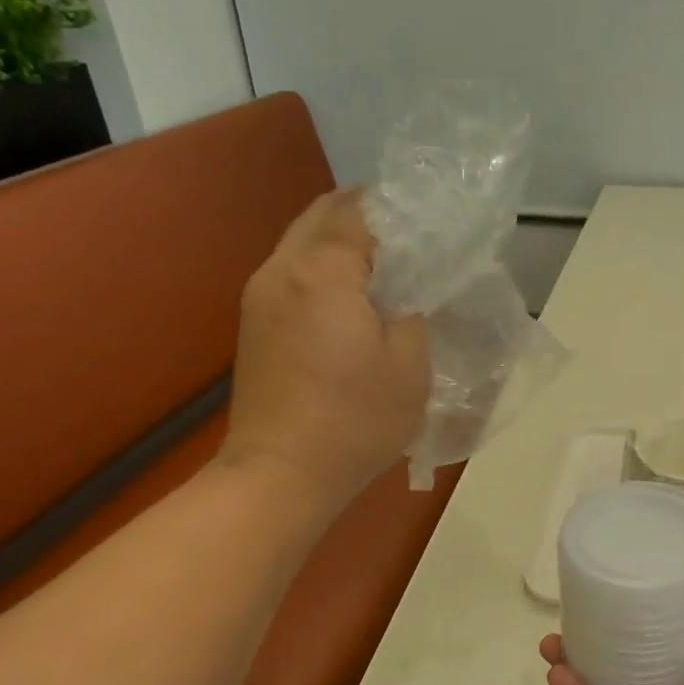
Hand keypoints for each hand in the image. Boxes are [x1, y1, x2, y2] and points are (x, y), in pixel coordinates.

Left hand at [222, 188, 430, 509]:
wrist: (281, 473)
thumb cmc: (354, 421)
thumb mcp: (411, 367)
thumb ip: (414, 314)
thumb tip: (406, 295)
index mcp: (322, 272)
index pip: (359, 212)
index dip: (397, 211)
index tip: (430, 222)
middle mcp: (281, 270)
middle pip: (321, 215)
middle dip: (363, 213)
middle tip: (407, 232)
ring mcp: (259, 296)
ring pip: (301, 242)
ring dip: (339, 240)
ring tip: (383, 262)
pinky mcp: (253, 323)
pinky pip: (291, 273)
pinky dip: (322, 267)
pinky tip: (350, 295)